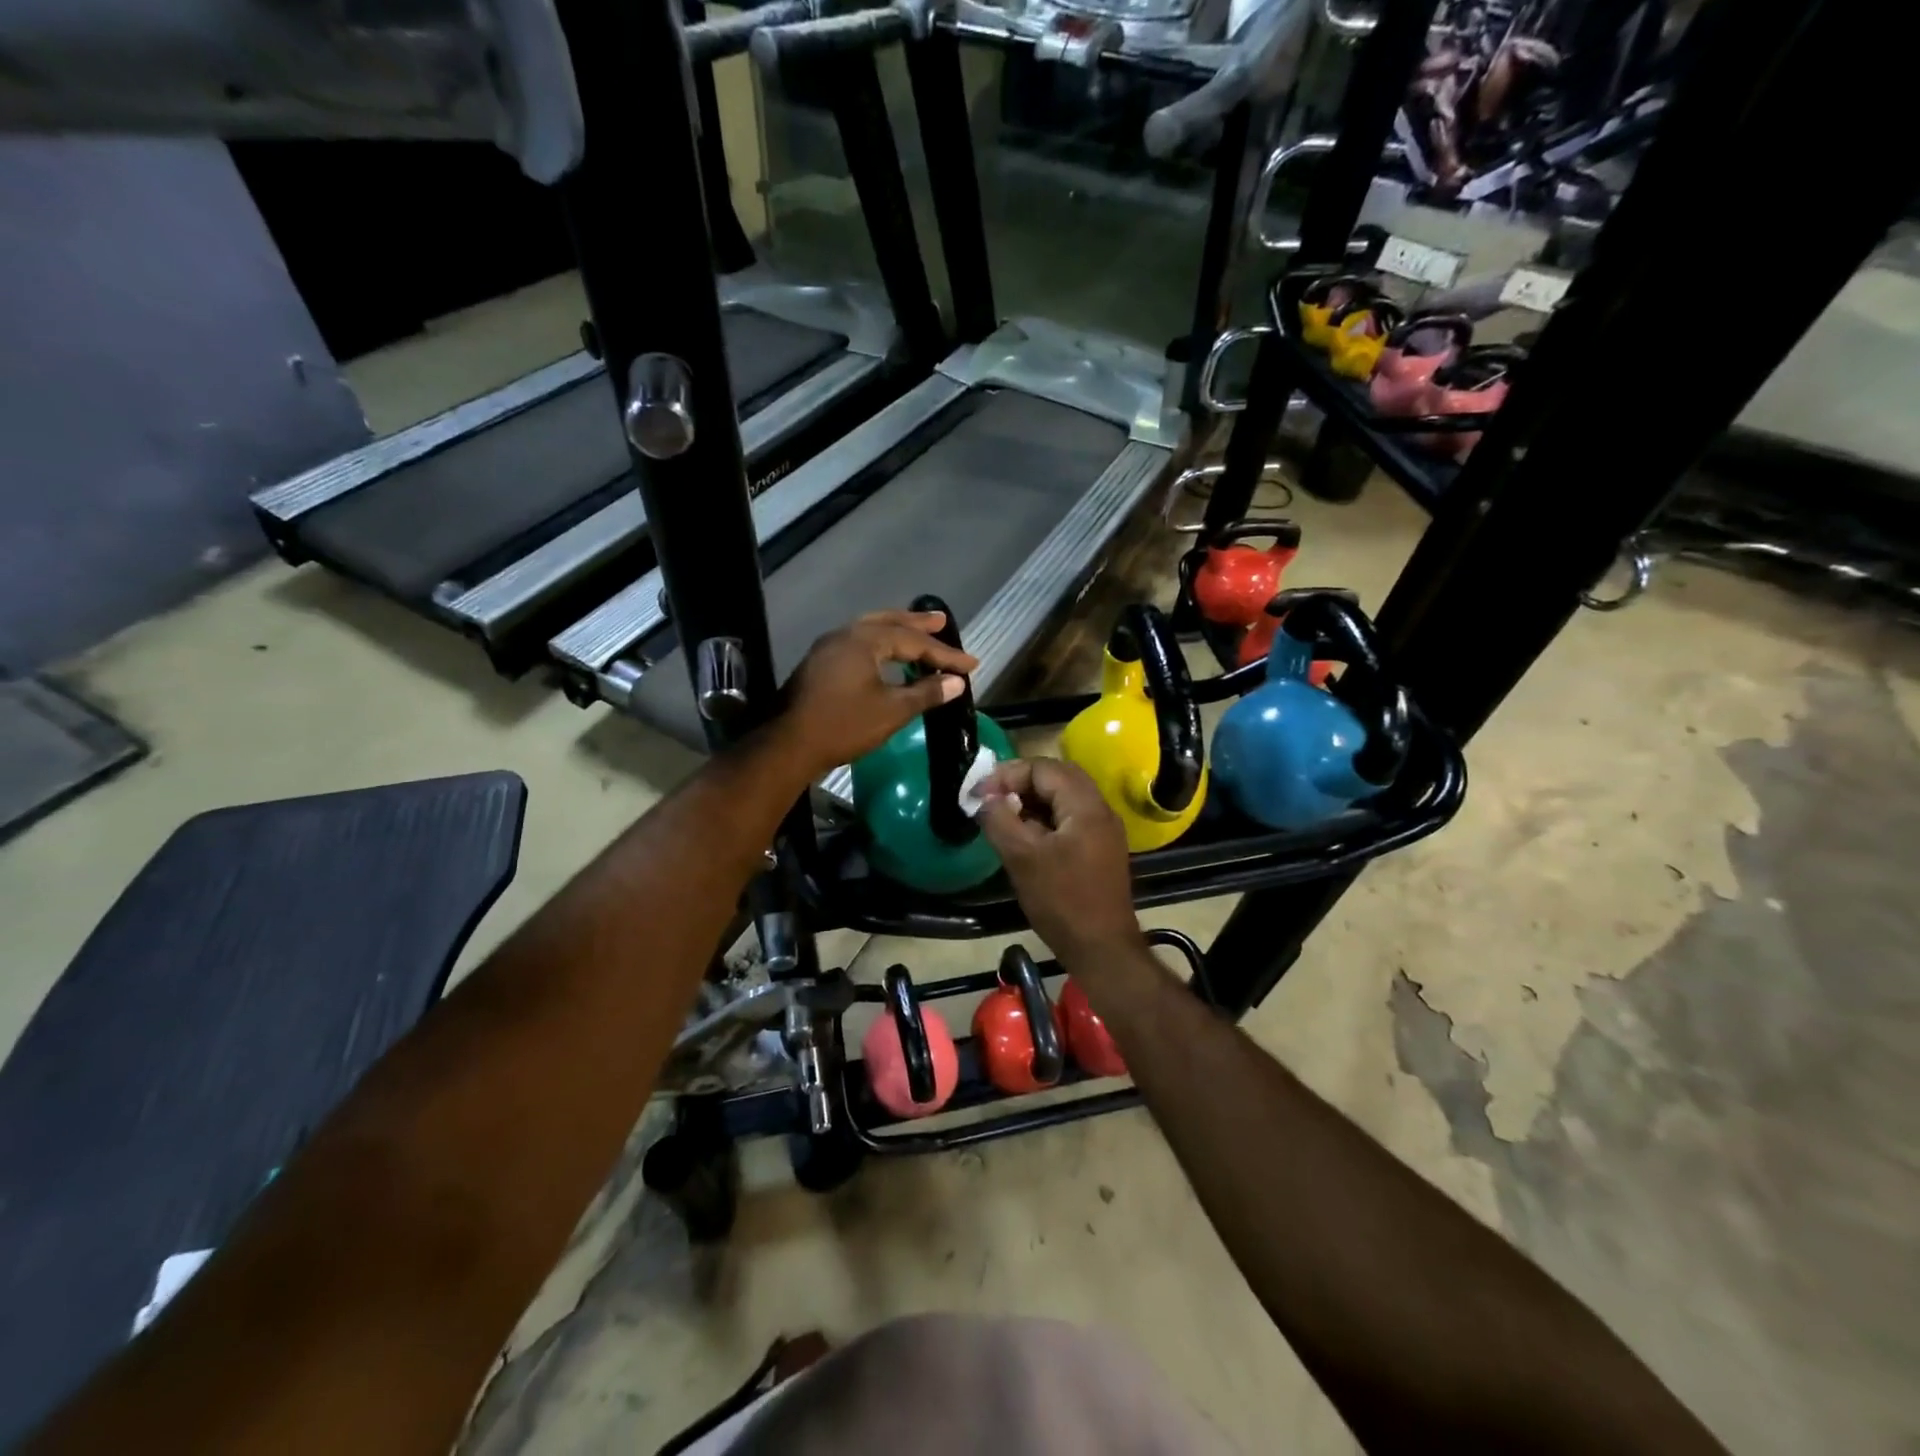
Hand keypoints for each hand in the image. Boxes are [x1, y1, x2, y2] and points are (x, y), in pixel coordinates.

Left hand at [771, 610, 977, 778]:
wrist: (791, 744)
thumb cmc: (845, 725)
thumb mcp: (892, 711)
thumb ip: (926, 693)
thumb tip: (956, 682)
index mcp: (865, 641)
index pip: (914, 641)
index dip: (945, 654)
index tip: (971, 665)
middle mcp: (846, 634)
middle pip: (889, 623)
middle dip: (917, 624)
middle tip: (941, 621)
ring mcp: (829, 647)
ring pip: (870, 630)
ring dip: (896, 630)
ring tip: (917, 631)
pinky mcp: (820, 663)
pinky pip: (858, 642)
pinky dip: (879, 643)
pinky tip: (886, 655)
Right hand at [976, 758, 1141, 969]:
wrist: (1102, 948)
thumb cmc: (1062, 901)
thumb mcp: (1022, 858)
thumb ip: (1000, 820)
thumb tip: (985, 798)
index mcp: (1086, 805)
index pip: (1044, 768)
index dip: (1008, 774)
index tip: (980, 793)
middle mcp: (1100, 810)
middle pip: (1057, 777)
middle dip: (1021, 782)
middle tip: (991, 798)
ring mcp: (1103, 830)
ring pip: (1064, 799)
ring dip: (1032, 800)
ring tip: (1003, 816)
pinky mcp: (1100, 850)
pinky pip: (1070, 819)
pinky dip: (1045, 819)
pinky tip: (1024, 837)